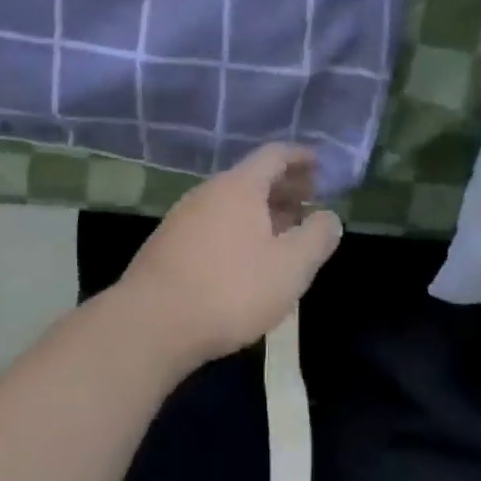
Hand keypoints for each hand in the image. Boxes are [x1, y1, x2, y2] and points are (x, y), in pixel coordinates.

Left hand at [118, 145, 341, 366]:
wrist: (151, 325)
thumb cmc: (230, 290)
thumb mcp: (289, 267)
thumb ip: (316, 238)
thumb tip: (329, 217)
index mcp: (240, 186)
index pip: (275, 155)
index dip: (301, 157)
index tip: (321, 165)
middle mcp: (209, 192)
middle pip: (253, 178)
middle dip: (285, 187)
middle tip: (310, 202)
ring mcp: (184, 217)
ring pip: (233, 203)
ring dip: (263, 211)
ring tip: (285, 232)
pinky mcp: (168, 245)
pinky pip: (215, 223)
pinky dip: (240, 229)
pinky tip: (248, 258)